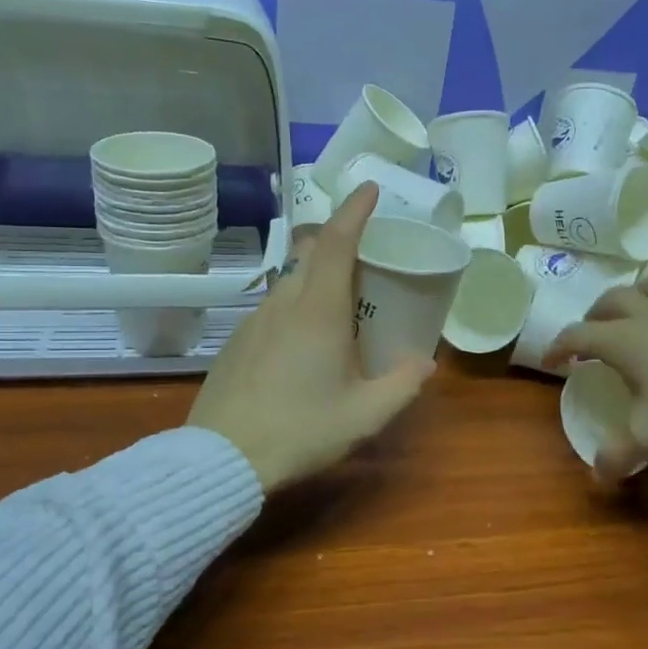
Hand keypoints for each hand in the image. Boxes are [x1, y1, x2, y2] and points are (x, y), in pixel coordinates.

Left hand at [188, 183, 434, 492]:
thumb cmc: (300, 431)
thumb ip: (402, 384)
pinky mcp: (237, 341)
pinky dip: (297, 302)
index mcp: (318, 311)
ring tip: (343, 302)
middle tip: (368, 255)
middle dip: (339, 239)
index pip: (337, 241)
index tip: (371, 189)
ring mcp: (254, 321)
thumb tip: (425, 362)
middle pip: (310, 252)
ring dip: (318, 274)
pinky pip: (274, 306)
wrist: (222, 458)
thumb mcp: (365, 416)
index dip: (355, 210)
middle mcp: (284, 304)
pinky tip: (306, 340)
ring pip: (290, 279)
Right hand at [542, 275, 647, 481]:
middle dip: (593, 316)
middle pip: (609, 300)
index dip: (558, 346)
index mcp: (624, 340)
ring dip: (633, 297)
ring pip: (647, 285)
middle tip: (592, 334)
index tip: (550, 361)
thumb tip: (597, 476)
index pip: (577, 335)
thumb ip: (621, 455)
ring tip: (635, 314)